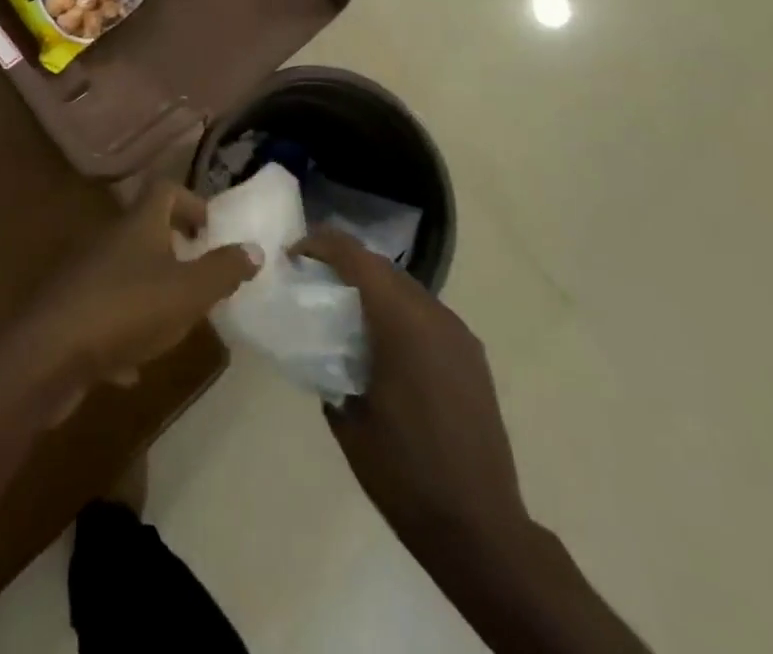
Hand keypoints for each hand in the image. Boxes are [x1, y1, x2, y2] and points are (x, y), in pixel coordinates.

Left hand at [10, 180, 259, 421]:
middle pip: (144, 229)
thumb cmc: (127, 310)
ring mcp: (86, 275)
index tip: (211, 229)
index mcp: (139, 224)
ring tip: (175, 321)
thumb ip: (223, 270)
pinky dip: (123, 332)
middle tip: (199, 275)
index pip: (165, 189)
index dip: (191, 201)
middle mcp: (110, 240)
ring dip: (150, 290)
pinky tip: (133, 367)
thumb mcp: (189, 292)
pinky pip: (105, 312)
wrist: (48, 354)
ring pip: (125, 271)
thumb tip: (253, 248)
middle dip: (174, 249)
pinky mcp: (70, 311)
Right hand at [293, 228, 532, 554]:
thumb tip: (321, 344)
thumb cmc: (404, 473)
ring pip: (405, 286)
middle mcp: (434, 314)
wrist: (480, 529)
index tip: (292, 256)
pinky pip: (425, 312)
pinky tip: (382, 344)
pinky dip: (397, 311)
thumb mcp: (348, 417)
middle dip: (344, 264)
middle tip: (311, 281)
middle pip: (381, 266)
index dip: (320, 244)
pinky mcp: (471, 354)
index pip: (355, 256)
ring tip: (343, 312)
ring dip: (372, 287)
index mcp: (402, 322)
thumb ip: (330, 365)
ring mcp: (458, 333)